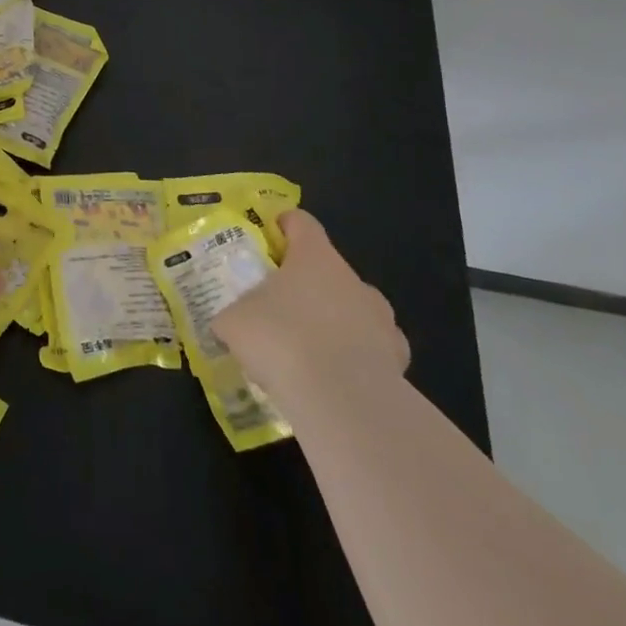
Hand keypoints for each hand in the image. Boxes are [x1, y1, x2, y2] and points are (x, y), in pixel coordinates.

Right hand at [212, 209, 409, 398]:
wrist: (343, 403)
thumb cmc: (282, 340)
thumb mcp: (234, 322)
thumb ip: (231, 314)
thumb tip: (227, 322)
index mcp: (315, 256)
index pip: (301, 222)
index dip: (283, 226)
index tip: (267, 241)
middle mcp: (352, 278)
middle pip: (327, 268)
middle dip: (305, 284)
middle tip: (278, 307)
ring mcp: (381, 319)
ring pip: (353, 308)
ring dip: (333, 321)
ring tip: (307, 350)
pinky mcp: (398, 360)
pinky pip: (372, 350)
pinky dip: (355, 359)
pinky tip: (334, 382)